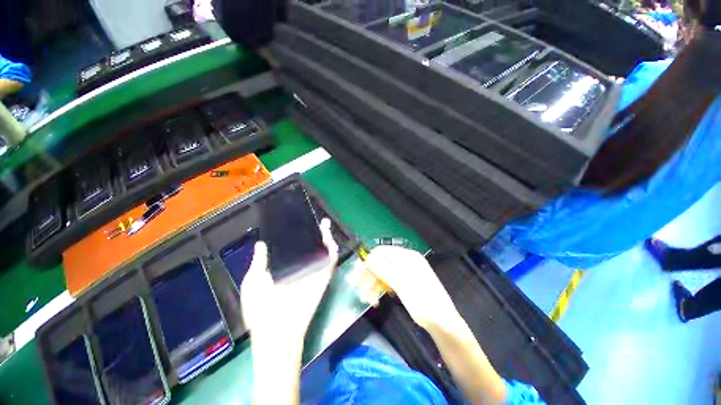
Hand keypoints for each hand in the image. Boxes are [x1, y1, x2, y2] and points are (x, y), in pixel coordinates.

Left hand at [240, 218, 338, 347]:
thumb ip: (259, 261)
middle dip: (315, 233)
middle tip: (315, 220)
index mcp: (284, 268)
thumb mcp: (254, 281)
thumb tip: (261, 243)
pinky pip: (330, 261)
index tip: (297, 222)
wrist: (275, 330)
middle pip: (311, 246)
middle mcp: (301, 267)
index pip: (294, 246)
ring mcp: (313, 272)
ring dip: (326, 238)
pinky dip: (332, 250)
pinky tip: (329, 238)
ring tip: (324, 224)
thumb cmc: (260, 308)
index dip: (297, 234)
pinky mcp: (322, 277)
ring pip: (322, 251)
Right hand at [364, 246, 457, 329]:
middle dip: (370, 275)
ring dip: (374, 284)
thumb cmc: (424, 302)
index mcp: (407, 256)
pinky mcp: (406, 282)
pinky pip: (389, 280)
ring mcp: (407, 271)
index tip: (359, 275)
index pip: (381, 251)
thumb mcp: (402, 285)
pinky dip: (381, 288)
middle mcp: (406, 260)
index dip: (368, 261)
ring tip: (369, 299)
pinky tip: (377, 298)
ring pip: (383, 272)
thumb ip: (384, 269)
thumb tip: (367, 257)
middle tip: (361, 290)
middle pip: (381, 262)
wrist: (444, 323)